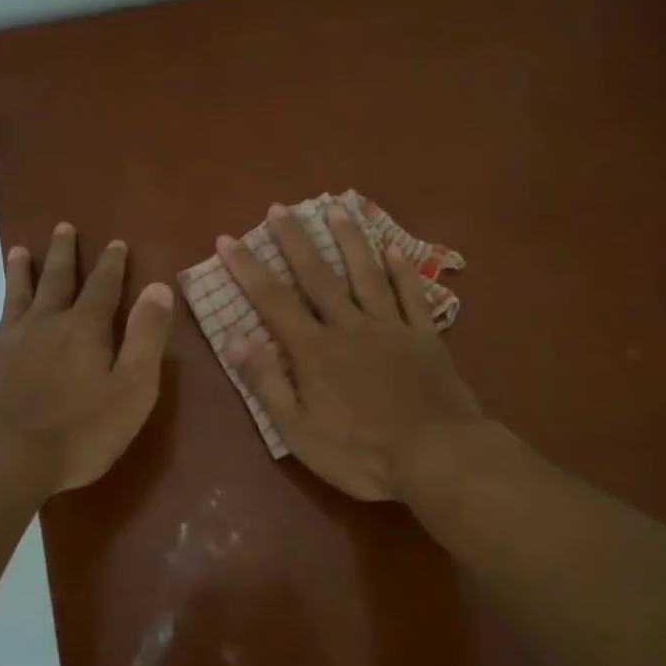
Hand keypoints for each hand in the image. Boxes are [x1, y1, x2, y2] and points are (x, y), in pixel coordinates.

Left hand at [0, 224, 173, 494]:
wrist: (4, 461)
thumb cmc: (79, 431)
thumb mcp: (132, 387)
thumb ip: (146, 336)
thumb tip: (158, 287)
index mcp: (84, 329)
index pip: (103, 287)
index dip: (112, 264)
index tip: (115, 241)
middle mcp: (43, 325)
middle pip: (55, 281)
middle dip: (63, 254)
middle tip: (63, 227)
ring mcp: (5, 345)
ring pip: (13, 299)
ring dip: (17, 274)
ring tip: (17, 250)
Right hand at [218, 204, 483, 501]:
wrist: (437, 457)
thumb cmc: (360, 453)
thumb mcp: (299, 431)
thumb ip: (267, 382)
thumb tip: (235, 337)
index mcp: (314, 350)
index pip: (273, 300)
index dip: (247, 268)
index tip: (228, 238)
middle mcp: (349, 326)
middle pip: (317, 276)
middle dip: (295, 240)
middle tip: (279, 208)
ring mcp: (390, 327)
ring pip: (366, 274)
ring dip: (349, 240)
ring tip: (336, 208)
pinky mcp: (424, 337)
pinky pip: (412, 295)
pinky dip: (402, 270)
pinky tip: (393, 248)